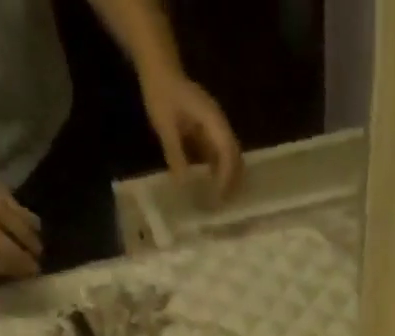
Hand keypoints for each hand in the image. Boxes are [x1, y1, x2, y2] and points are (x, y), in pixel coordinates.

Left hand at [139, 70, 243, 201]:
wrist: (159, 70)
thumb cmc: (161, 93)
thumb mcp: (164, 124)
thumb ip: (175, 153)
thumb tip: (183, 184)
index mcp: (212, 119)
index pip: (227, 151)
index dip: (226, 176)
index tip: (219, 197)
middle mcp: (219, 125)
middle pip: (235, 157)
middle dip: (232, 182)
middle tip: (223, 206)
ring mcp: (215, 129)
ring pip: (230, 159)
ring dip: (227, 180)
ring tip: (218, 202)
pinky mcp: (208, 134)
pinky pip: (218, 157)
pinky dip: (217, 174)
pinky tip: (210, 188)